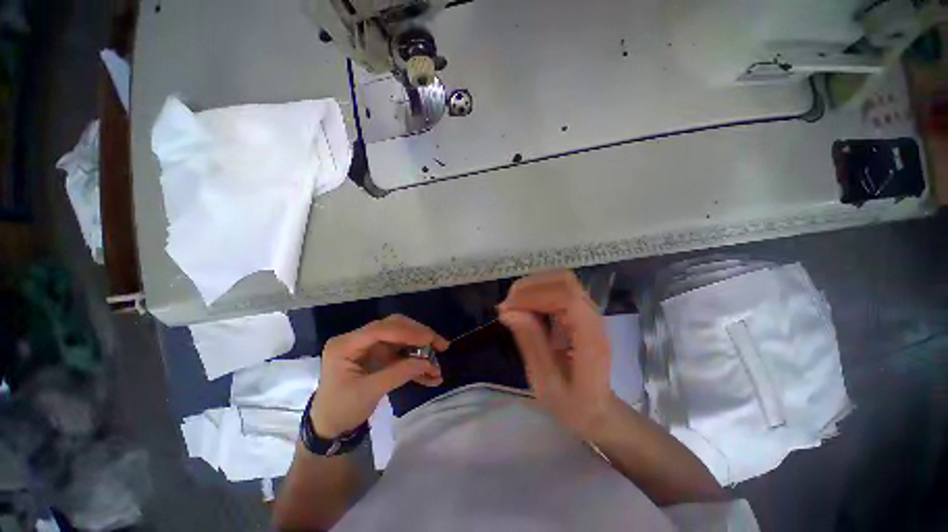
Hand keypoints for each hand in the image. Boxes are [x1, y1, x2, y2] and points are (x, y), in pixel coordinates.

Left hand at [310, 315, 448, 438]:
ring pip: (401, 338)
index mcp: (346, 344)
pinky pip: (401, 353)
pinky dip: (415, 362)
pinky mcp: (378, 355)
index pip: (381, 329)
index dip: (407, 332)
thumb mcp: (369, 393)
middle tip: (440, 345)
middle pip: (394, 327)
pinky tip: (429, 374)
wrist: (329, 427)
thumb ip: (399, 374)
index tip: (430, 339)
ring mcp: (369, 347)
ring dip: (420, 349)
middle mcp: (358, 339)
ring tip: (438, 361)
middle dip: (419, 335)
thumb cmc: (341, 410)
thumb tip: (429, 363)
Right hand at [498, 271, 614, 437]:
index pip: (567, 298)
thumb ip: (531, 344)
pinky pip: (558, 289)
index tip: (507, 308)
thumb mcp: (546, 383)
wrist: (598, 410)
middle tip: (507, 306)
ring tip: (512, 305)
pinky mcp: (580, 312)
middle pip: (564, 282)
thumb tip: (507, 311)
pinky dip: (536, 292)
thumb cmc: (573, 404)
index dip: (534, 296)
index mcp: (590, 339)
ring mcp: (589, 312)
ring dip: (532, 287)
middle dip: (530, 287)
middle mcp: (594, 318)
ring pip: (561, 281)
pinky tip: (523, 307)